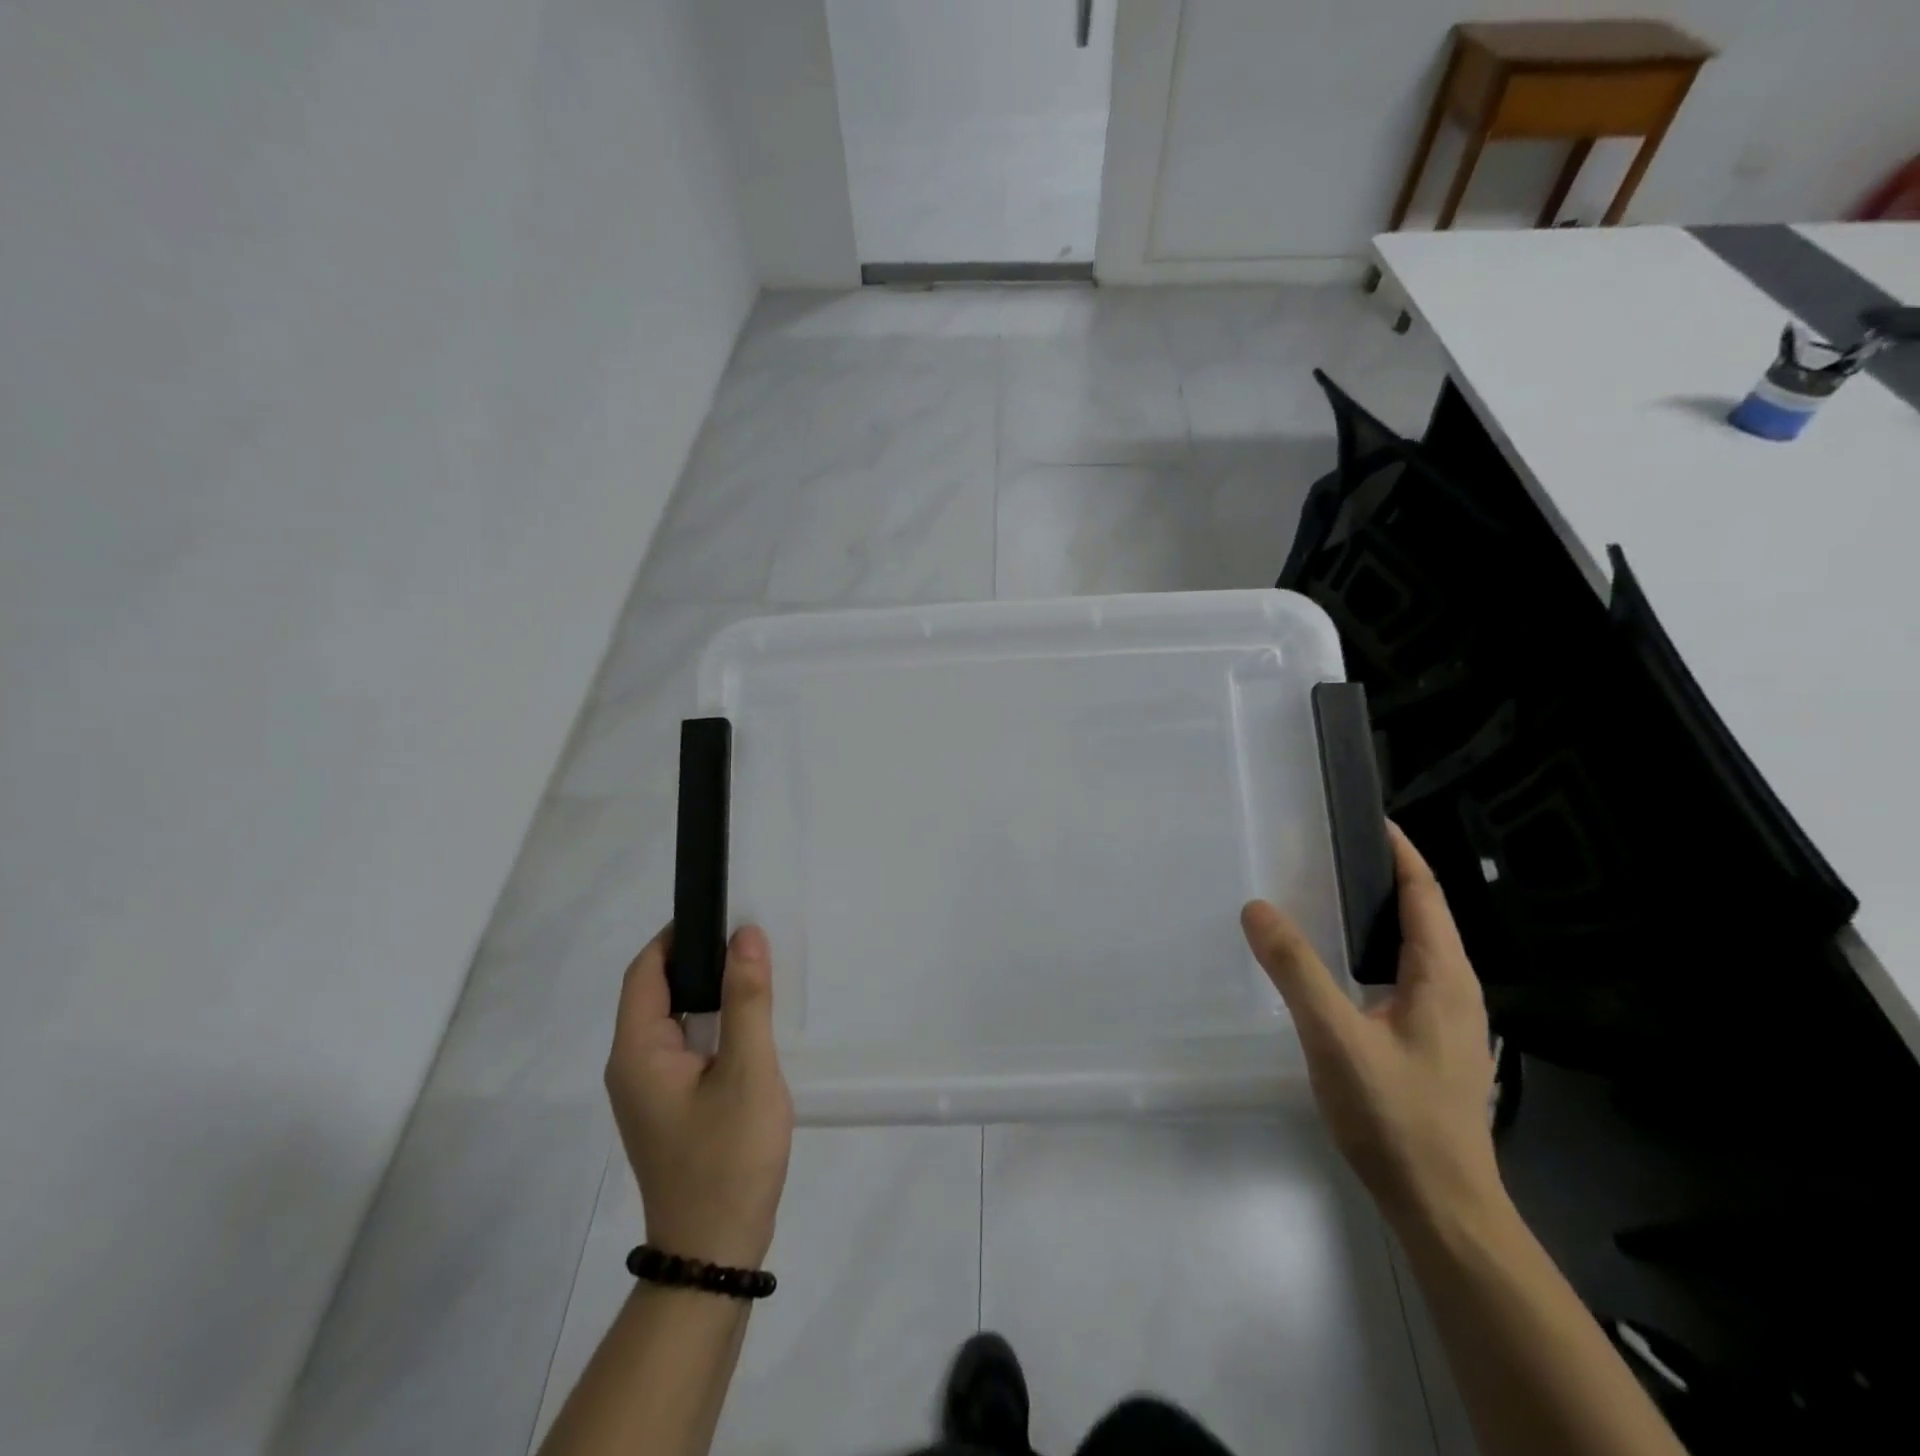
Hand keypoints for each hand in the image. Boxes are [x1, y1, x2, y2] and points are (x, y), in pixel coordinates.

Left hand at [606, 924, 793, 1268]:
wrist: (715, 1254)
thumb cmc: (728, 1158)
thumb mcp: (748, 1072)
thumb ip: (747, 1000)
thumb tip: (745, 935)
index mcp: (638, 1052)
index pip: (645, 972)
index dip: (677, 936)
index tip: (720, 912)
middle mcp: (632, 1065)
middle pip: (656, 992)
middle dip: (697, 959)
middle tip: (748, 939)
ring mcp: (648, 1090)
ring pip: (673, 1019)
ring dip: (708, 991)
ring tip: (753, 971)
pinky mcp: (667, 1106)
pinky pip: (684, 1044)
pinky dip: (711, 1021)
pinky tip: (747, 1022)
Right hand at [1241, 824, 1501, 1228]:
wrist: (1442, 1208)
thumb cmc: (1395, 1116)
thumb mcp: (1335, 1036)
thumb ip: (1296, 969)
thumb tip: (1257, 907)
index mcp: (1443, 977)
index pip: (1426, 894)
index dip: (1400, 852)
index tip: (1366, 818)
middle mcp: (1454, 990)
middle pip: (1423, 916)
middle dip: (1383, 877)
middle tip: (1325, 852)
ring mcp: (1446, 1021)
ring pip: (1413, 949)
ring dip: (1377, 915)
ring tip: (1324, 897)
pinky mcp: (1431, 1045)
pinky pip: (1402, 977)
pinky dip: (1371, 951)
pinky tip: (1336, 967)